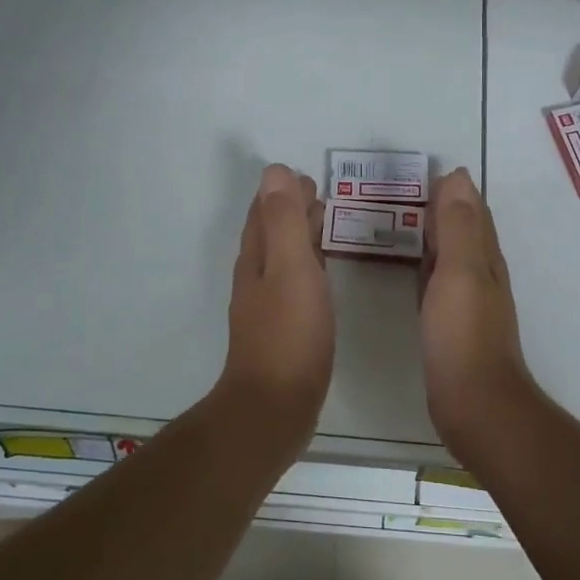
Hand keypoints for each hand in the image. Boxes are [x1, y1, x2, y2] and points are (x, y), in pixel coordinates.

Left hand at [217, 164, 333, 429]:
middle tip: (320, 195)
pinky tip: (320, 278)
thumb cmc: (289, 334)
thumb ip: (284, 221)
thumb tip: (275, 172)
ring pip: (281, 259)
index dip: (282, 193)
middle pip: (270, 234)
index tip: (308, 178)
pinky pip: (292, 284)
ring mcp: (266, 308)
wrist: (274, 407)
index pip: (265, 213)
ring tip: (323, 225)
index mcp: (257, 260)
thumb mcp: (291, 269)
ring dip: (298, 238)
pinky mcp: (281, 332)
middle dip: (290, 211)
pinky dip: (306, 267)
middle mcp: (256, 279)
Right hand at [420, 168, 537, 453]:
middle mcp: (481, 276)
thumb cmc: (463, 336)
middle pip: (464, 231)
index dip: (454, 190)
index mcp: (484, 258)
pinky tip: (413, 270)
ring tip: (403, 221)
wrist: (475, 403)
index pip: (472, 212)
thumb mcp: (460, 272)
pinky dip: (427, 266)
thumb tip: (458, 177)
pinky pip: (438, 283)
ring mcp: (467, 303)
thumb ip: (458, 226)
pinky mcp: (452, 327)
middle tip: (406, 191)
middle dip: (443, 208)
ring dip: (434, 235)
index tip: (424, 172)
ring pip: (452, 256)